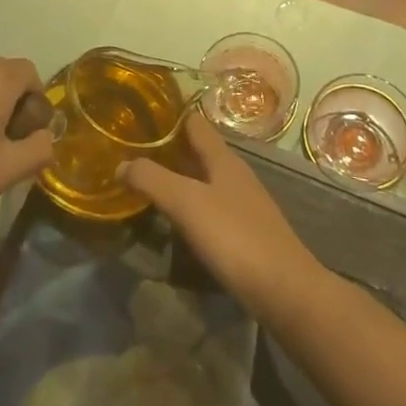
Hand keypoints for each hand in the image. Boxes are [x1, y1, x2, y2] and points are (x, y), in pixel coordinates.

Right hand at [122, 108, 317, 316]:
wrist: (284, 290)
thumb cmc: (235, 237)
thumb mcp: (187, 204)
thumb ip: (153, 180)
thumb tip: (121, 164)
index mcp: (223, 159)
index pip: (194, 122)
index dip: (168, 115)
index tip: (138, 114)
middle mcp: (234, 174)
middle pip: (198, 150)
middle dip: (167, 148)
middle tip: (130, 150)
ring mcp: (242, 203)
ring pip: (203, 179)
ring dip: (176, 176)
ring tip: (144, 182)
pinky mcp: (243, 231)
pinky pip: (209, 205)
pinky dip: (188, 204)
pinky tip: (172, 218)